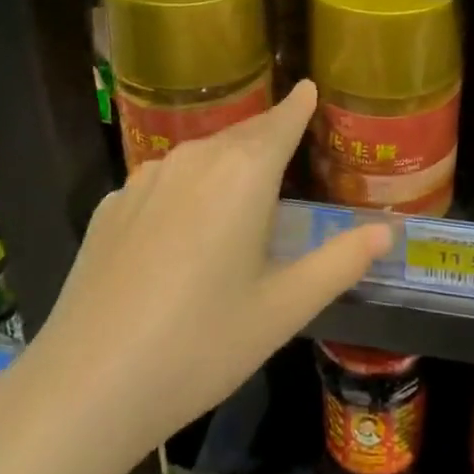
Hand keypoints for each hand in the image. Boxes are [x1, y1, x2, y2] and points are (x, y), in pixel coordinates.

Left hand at [29, 81, 392, 460]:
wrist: (87, 385)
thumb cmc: (202, 344)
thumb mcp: (284, 308)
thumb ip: (340, 262)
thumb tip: (387, 231)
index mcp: (244, 174)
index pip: (281, 121)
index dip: (298, 105)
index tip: (308, 87)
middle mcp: (194, 159)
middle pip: (241, 134)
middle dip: (268, 133)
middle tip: (288, 140)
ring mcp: (145, 179)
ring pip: (200, 155)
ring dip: (226, 160)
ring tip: (240, 187)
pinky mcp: (111, 206)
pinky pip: (163, 181)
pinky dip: (186, 187)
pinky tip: (181, 227)